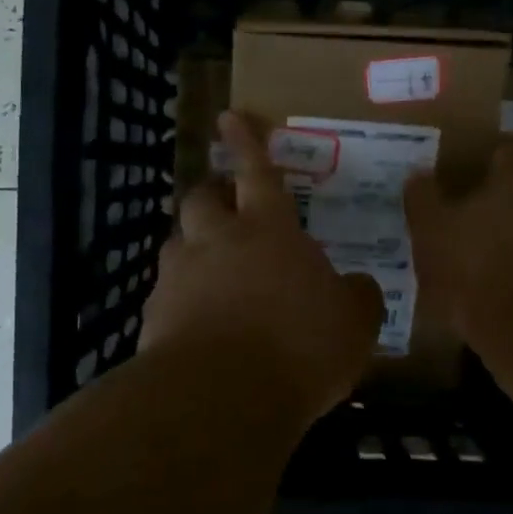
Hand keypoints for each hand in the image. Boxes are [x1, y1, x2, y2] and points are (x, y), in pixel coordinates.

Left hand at [141, 112, 384, 420]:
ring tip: (212, 275)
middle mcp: (217, 242)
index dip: (247, 143)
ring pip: (178, 246)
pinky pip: (167, 297)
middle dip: (212, 195)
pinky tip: (198, 330)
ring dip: (194, 250)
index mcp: (268, 231)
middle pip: (203, 199)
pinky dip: (181, 303)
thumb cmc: (298, 346)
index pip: (258, 173)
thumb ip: (357, 298)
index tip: (229, 116)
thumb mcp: (353, 324)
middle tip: (226, 207)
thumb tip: (358, 287)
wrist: (220, 397)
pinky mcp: (154, 317)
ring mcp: (179, 277)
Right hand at [404, 136, 512, 360]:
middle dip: (496, 201)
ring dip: (512, 237)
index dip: (478, 161)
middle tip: (462, 221)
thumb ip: (423, 198)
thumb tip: (418, 175)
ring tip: (477, 261)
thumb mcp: (431, 230)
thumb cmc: (480, 266)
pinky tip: (499, 290)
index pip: (504, 147)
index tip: (456, 180)